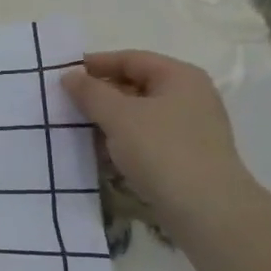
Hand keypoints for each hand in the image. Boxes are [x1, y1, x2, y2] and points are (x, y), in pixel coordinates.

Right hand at [61, 50, 257, 225]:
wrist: (207, 211)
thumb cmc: (162, 150)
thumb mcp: (118, 116)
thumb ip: (90, 92)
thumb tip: (70, 75)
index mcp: (179, 76)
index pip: (130, 59)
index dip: (95, 64)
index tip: (63, 75)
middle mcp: (190, 96)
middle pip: (136, 85)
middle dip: (100, 94)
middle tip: (67, 103)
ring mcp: (191, 128)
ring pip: (140, 114)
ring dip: (109, 120)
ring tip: (78, 129)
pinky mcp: (187, 156)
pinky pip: (148, 138)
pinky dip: (124, 141)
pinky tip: (102, 154)